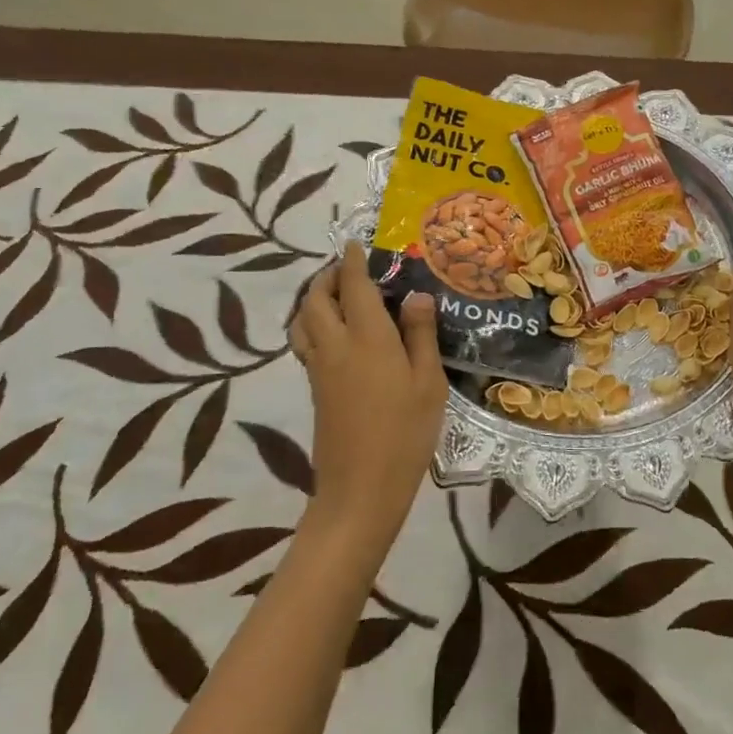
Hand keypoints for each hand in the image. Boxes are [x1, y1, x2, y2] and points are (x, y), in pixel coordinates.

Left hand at [291, 244, 446, 548]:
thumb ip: (421, 335)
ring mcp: (320, 368)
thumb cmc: (405, 433)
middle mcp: (336, 345)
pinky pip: (305, 341)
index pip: (353, 286)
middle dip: (328, 276)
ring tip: (337, 296)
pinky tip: (337, 334)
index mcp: (368, 338)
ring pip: (303, 320)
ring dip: (315, 299)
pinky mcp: (314, 388)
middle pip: (317, 298)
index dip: (353, 261)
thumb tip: (415, 295)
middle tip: (349, 269)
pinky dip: (313, 323)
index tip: (357, 244)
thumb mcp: (429, 383)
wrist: (361, 489)